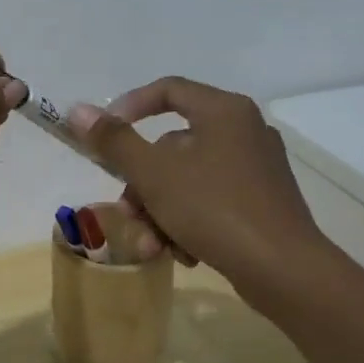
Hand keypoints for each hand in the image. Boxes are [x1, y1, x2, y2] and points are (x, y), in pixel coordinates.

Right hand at [66, 77, 332, 298]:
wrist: (285, 272)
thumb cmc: (214, 209)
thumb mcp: (153, 174)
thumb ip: (114, 140)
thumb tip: (78, 109)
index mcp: (223, 111)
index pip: (167, 90)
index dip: (128, 108)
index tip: (104, 136)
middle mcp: (244, 131)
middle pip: (172, 146)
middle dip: (142, 184)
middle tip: (127, 212)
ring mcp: (257, 168)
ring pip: (187, 179)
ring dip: (160, 210)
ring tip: (151, 245)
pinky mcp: (263, 202)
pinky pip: (211, 200)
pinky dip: (188, 222)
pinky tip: (182, 253)